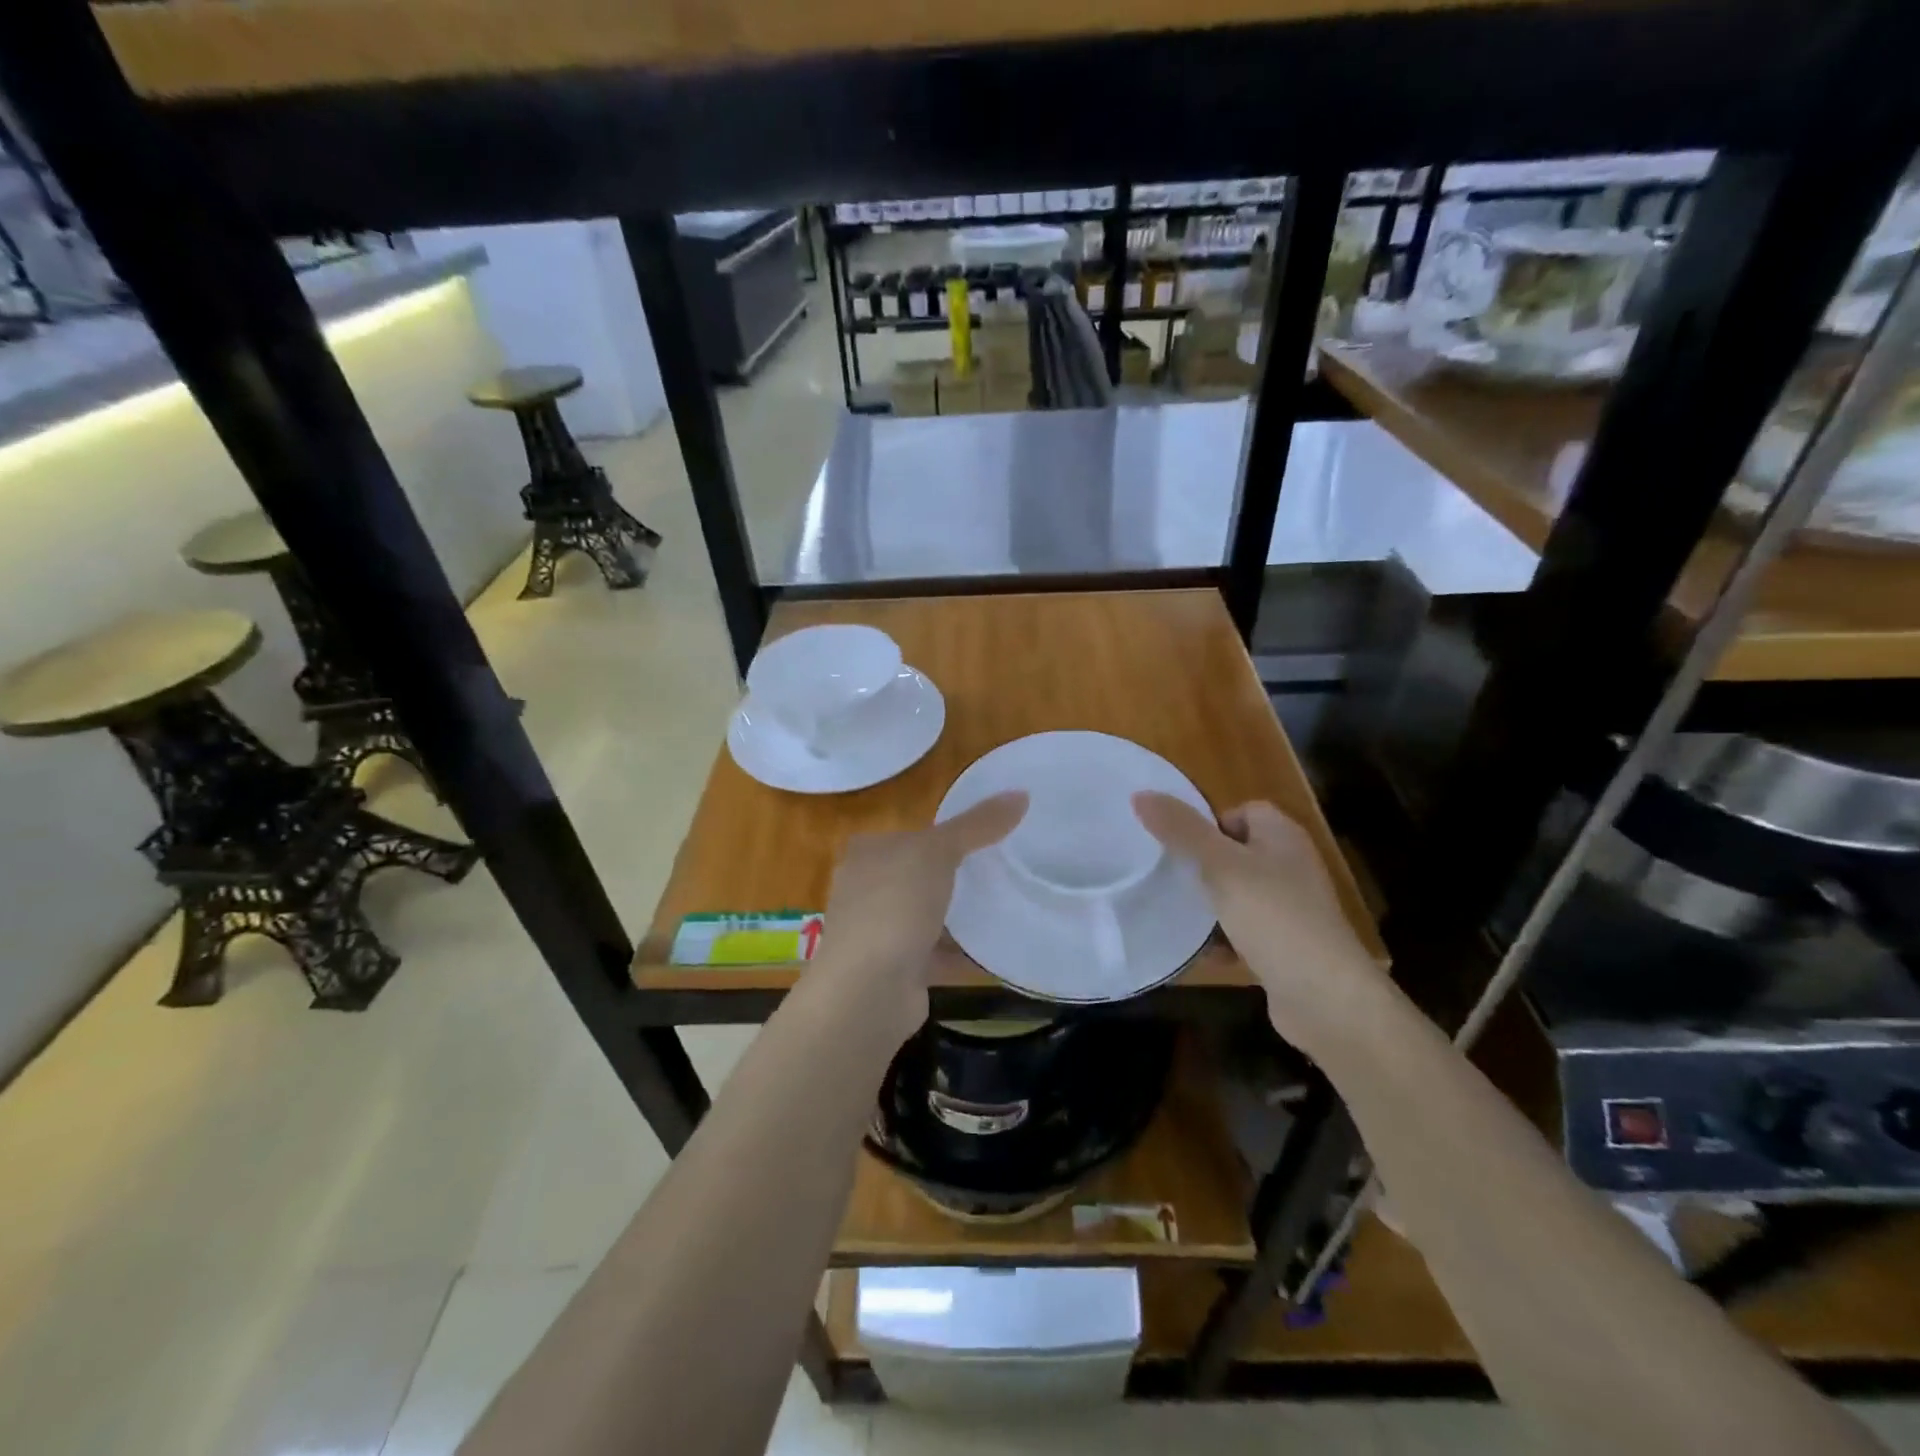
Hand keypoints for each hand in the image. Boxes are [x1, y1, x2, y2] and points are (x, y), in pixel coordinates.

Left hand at [810, 792, 1027, 1048]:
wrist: (868, 990)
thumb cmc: (894, 906)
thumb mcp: (938, 852)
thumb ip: (977, 825)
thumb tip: (1021, 793)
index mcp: (867, 854)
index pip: (910, 834)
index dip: (945, 833)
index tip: (987, 835)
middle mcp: (865, 890)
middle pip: (918, 875)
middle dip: (954, 875)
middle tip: (1002, 869)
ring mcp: (878, 933)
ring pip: (926, 916)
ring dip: (957, 916)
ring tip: (1004, 905)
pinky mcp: (896, 970)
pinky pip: (935, 954)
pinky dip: (961, 952)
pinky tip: (995, 949)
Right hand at [1132, 793, 1386, 1051]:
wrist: (1325, 997)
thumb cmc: (1273, 917)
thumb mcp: (1220, 866)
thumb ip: (1181, 830)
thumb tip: (1140, 794)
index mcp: (1283, 837)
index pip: (1243, 811)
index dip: (1210, 823)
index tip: (1180, 846)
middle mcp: (1292, 866)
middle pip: (1237, 853)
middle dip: (1203, 866)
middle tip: (1170, 878)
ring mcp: (1292, 909)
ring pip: (1239, 894)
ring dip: (1211, 906)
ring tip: (1179, 915)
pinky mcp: (1288, 947)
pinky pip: (1247, 932)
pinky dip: (1225, 940)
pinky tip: (1203, 954)